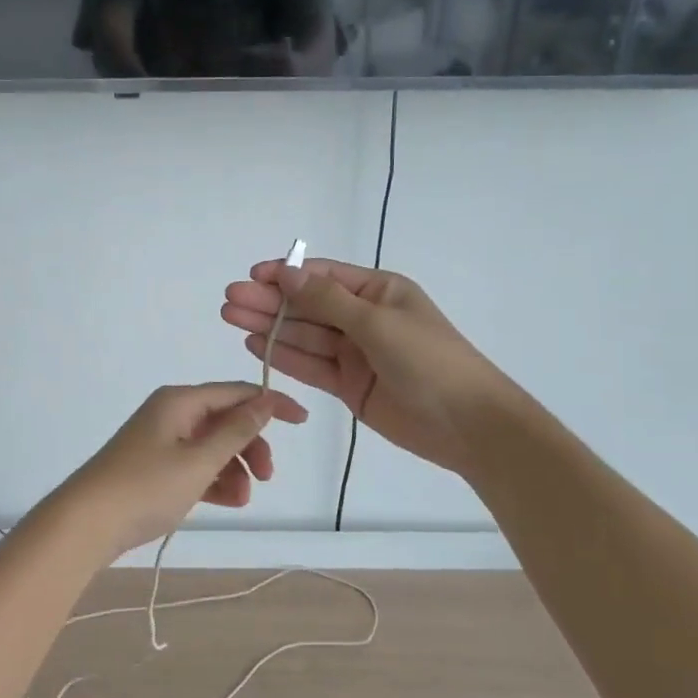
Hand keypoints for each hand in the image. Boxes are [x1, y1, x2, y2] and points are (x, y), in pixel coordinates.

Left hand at [48, 383, 308, 556]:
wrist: (86, 523)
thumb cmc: (146, 487)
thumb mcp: (199, 460)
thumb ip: (236, 431)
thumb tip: (266, 400)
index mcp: (180, 401)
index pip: (236, 392)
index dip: (271, 404)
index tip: (302, 422)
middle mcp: (170, 413)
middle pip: (225, 419)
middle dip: (251, 445)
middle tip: (267, 476)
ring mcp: (160, 441)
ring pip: (211, 446)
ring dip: (234, 468)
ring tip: (243, 499)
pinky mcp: (153, 467)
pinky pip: (195, 465)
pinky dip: (214, 479)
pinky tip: (229, 501)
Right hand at [221, 259, 508, 477]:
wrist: (467, 424)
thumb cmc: (428, 361)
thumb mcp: (377, 323)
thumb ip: (327, 300)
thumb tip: (286, 273)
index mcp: (378, 292)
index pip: (323, 276)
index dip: (286, 275)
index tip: (251, 276)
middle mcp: (363, 318)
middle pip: (308, 306)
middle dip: (269, 301)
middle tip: (230, 300)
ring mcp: (355, 353)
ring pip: (304, 336)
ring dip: (269, 327)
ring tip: (231, 318)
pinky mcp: (348, 385)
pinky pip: (311, 366)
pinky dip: (284, 356)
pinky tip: (254, 346)